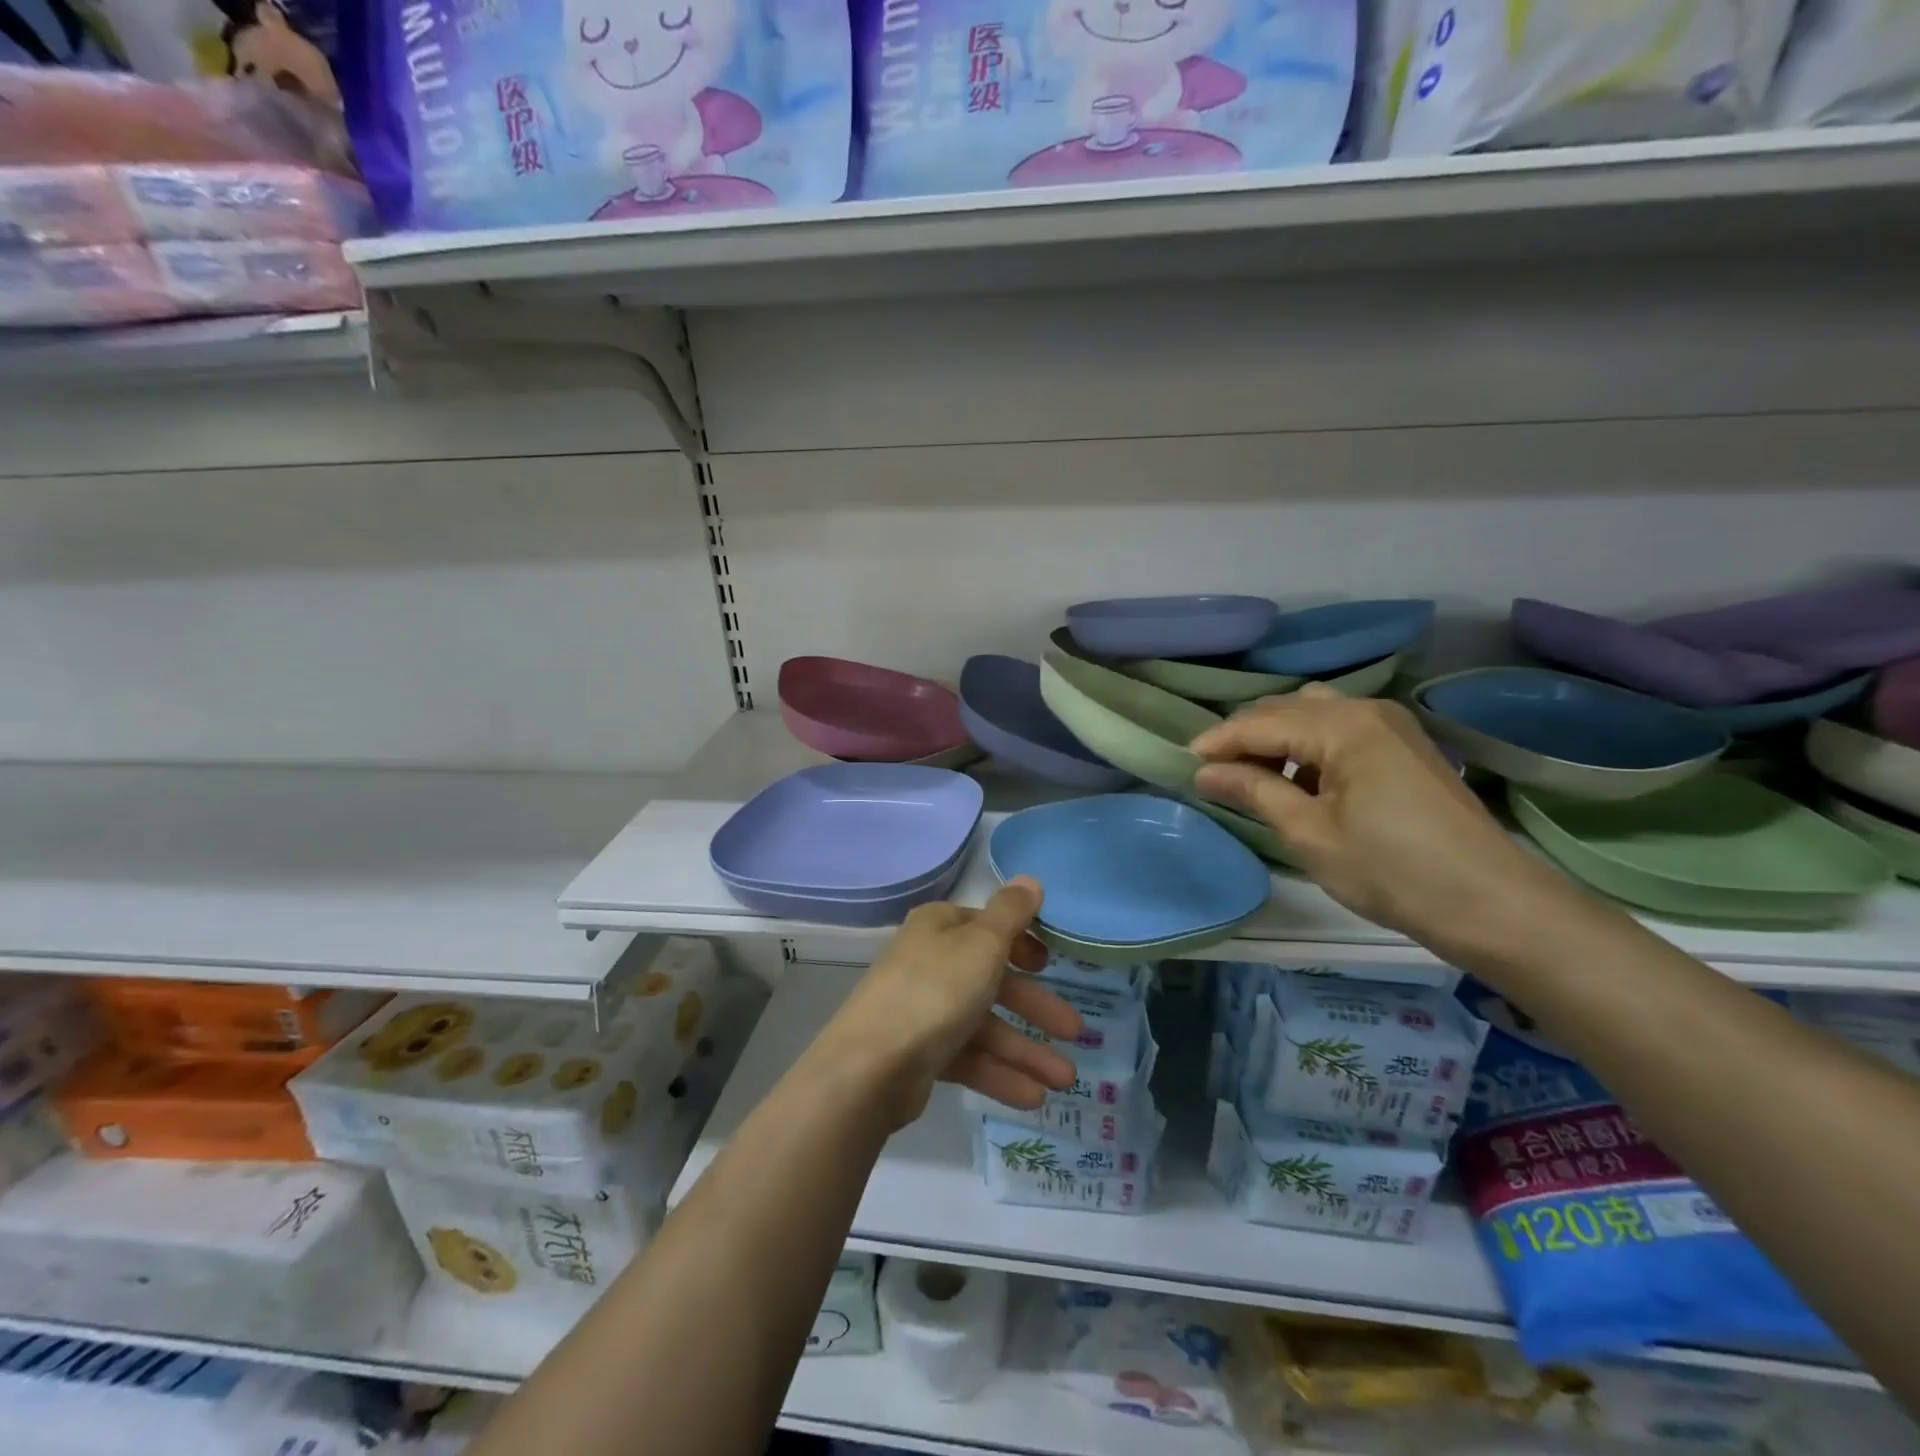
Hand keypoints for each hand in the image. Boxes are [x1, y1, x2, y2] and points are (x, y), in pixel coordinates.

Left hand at [815, 878, 1082, 1127]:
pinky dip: (999, 1074)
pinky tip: (1032, 1097)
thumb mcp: (983, 944)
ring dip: (1025, 1050)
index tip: (1051, 964)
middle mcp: (930, 962)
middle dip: (1035, 1007)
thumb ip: (1011, 913)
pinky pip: (968, 1058)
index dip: (1021, 943)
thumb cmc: (935, 991)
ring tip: (1063, 1080)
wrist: (870, 1066)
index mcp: (939, 927)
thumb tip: (1030, 879)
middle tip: (1075, 1031)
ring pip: (984, 1025)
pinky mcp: (920, 1053)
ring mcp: (923, 1009)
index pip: (987, 926)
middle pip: (992, 980)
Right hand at [1190, 686, 1566, 957]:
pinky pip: (1341, 730)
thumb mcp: (1309, 832)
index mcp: (1342, 725)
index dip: (1218, 741)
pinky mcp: (1405, 748)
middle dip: (1246, 735)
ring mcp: (1392, 726)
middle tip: (1215, 772)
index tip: (1184, 762)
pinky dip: (1309, 746)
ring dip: (1278, 737)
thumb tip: (1204, 771)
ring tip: (1253, 776)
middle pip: (1287, 708)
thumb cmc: (1391, 869)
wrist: (1492, 903)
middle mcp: (1366, 710)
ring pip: (1314, 714)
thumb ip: (1254, 790)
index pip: (1260, 722)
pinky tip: (1299, 780)